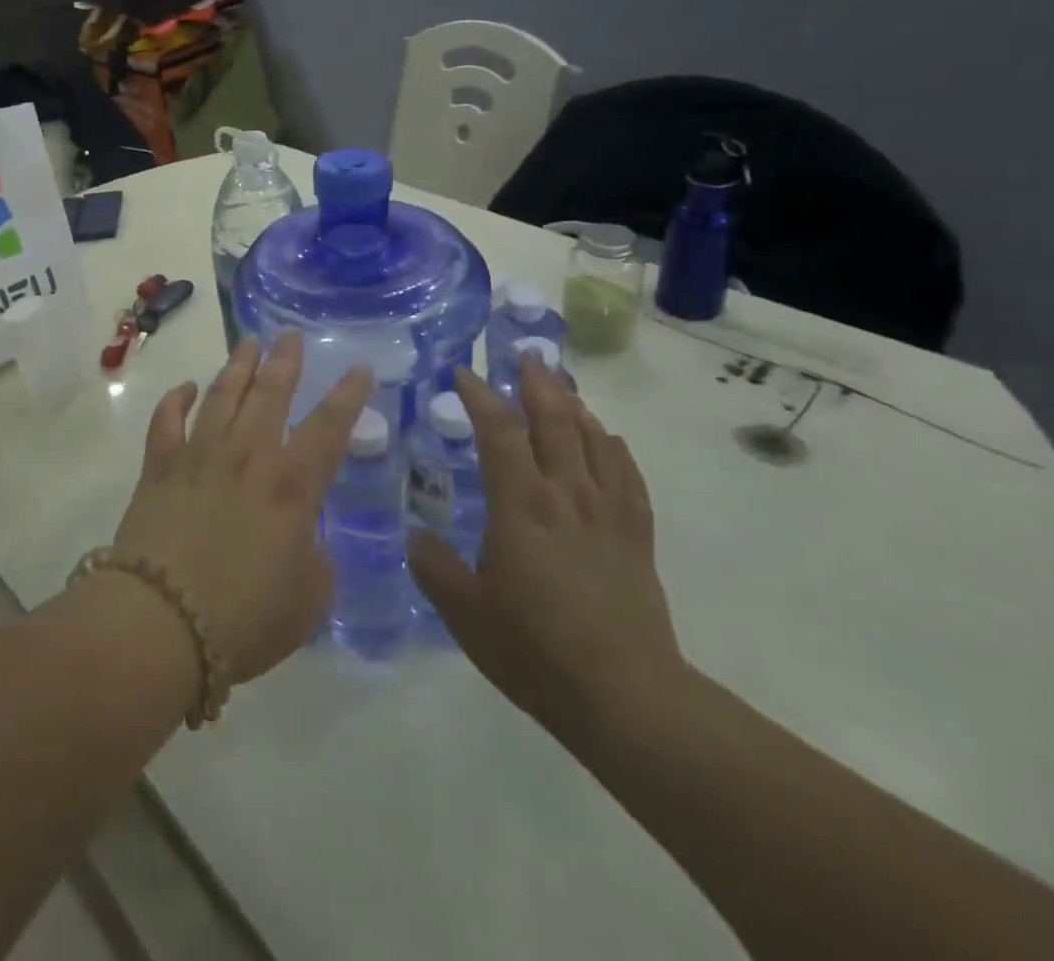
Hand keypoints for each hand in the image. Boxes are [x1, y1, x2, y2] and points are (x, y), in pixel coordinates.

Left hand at [113, 332, 371, 684]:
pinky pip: (166, 420)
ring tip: (248, 343)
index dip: (348, 396)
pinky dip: (177, 399)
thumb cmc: (244, 618)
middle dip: (285, 361)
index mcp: (292, 486)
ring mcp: (199, 455)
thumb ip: (315, 562)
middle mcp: (247, 456)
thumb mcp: (307, 600)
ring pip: (222, 395)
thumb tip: (304, 540)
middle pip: (270, 394)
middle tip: (290, 335)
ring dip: (238, 366)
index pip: (329, 428)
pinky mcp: (159, 467)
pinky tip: (186, 388)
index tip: (359, 367)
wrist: (161, 622)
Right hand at [409, 359, 683, 736]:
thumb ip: (434, 567)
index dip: (481, 396)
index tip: (464, 372)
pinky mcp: (636, 539)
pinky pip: (628, 478)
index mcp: (520, 506)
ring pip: (594, 443)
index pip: (499, 432)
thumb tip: (417, 536)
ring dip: (575, 407)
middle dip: (537, 385)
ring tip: (561, 386)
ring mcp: (607, 515)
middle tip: (525, 356)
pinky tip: (610, 440)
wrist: (626, 697)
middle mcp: (565, 496)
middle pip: (555, 423)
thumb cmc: (535, 650)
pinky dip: (615, 450)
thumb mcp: (465, 612)